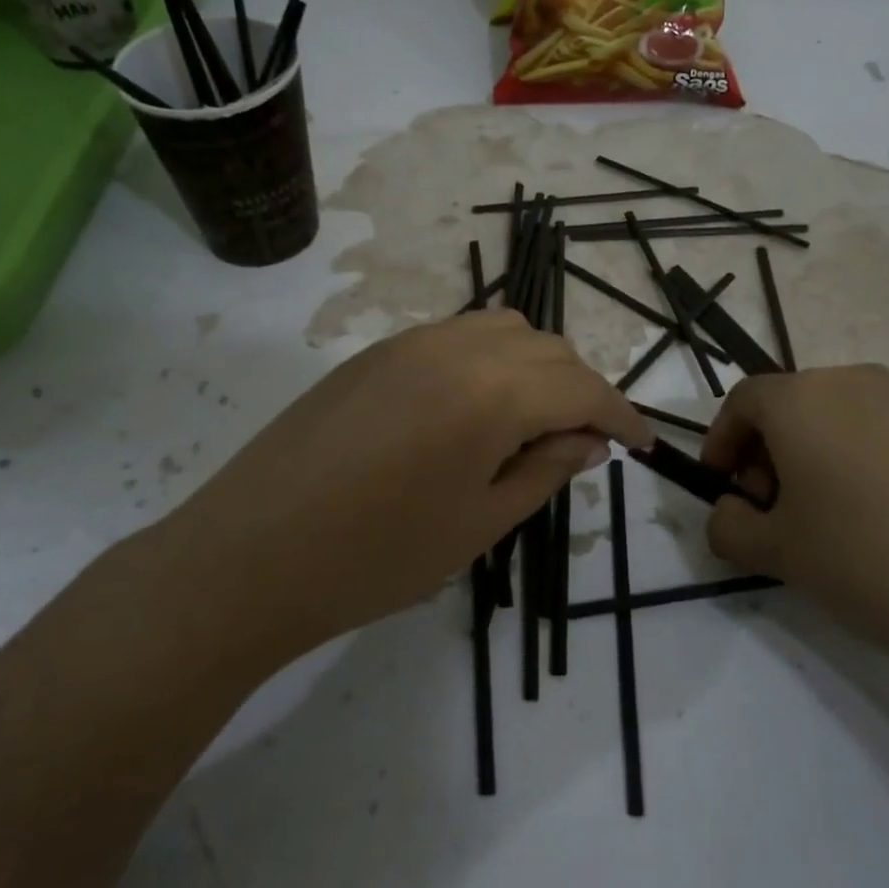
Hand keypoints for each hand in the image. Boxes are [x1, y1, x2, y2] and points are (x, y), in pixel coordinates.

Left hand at [159, 310, 650, 656]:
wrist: (248, 557)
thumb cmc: (374, 558)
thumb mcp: (478, 526)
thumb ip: (544, 472)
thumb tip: (588, 443)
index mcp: (490, 393)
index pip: (581, 387)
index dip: (620, 414)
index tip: (641, 444)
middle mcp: (455, 347)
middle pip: (547, 347)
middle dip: (580, 389)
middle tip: (583, 442)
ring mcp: (409, 342)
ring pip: (502, 330)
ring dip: (535, 366)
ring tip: (532, 421)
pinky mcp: (374, 352)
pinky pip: (456, 336)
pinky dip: (490, 359)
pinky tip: (475, 408)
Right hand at [700, 365, 888, 701]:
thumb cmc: (870, 562)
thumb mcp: (778, 552)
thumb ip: (729, 527)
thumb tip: (729, 514)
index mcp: (802, 397)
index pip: (741, 402)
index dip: (720, 444)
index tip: (722, 491)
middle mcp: (851, 382)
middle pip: (785, 407)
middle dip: (762, 456)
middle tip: (768, 515)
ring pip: (828, 420)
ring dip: (804, 461)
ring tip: (816, 524)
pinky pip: (870, 434)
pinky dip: (847, 464)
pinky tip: (865, 522)